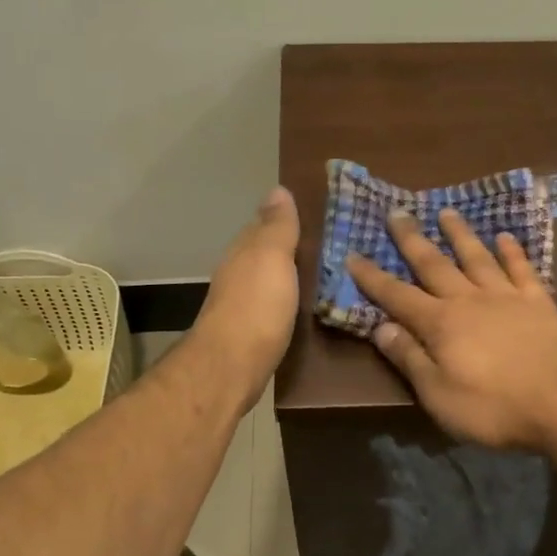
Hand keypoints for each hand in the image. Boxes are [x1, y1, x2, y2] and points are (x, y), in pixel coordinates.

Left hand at [190, 186, 300, 410]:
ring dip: (286, 277)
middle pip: (263, 255)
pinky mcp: (250, 334)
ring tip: (318, 276)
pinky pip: (271, 307)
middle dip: (286, 249)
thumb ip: (277, 227)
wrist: (232, 366)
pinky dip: (284, 302)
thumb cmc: (256, 306)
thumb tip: (277, 189)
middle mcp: (237, 274)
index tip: (313, 217)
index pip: (263, 226)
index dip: (284, 220)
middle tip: (324, 247)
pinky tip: (299, 307)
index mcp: (244, 252)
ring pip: (266, 281)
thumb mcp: (271, 257)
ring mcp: (241, 306)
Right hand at [346, 208, 556, 450]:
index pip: (397, 296)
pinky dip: (511, 251)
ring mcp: (506, 297)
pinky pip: (521, 268)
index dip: (373, 277)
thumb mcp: (439, 395)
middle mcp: (469, 300)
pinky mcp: (539, 302)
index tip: (353, 254)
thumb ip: (410, 359)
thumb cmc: (494, 407)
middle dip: (412, 240)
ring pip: (477, 257)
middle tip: (397, 212)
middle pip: (434, 264)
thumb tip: (381, 328)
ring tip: (447, 212)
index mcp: (440, 324)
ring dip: (460, 234)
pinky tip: (504, 236)